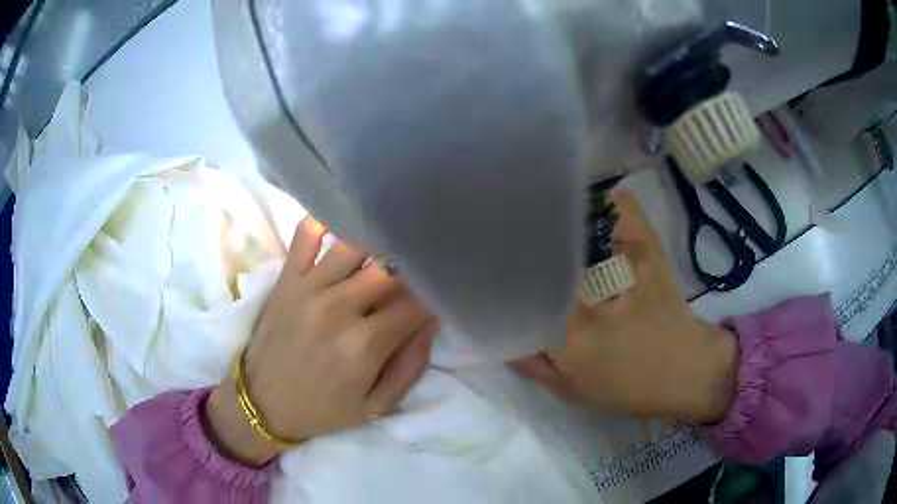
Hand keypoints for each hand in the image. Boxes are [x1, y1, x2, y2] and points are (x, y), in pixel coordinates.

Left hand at [204, 217, 437, 465]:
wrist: (262, 403)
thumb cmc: (323, 409)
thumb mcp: (376, 406)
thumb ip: (411, 366)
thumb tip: (432, 321)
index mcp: (364, 345)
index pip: (417, 302)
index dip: (436, 294)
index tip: (441, 294)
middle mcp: (338, 308)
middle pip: (391, 267)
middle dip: (412, 269)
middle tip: (417, 274)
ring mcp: (308, 287)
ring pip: (356, 243)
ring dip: (378, 246)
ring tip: (386, 254)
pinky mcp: (287, 277)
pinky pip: (307, 232)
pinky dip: (327, 222)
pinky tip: (342, 231)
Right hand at [510, 192, 737, 422]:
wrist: (688, 367)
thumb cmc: (630, 386)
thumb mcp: (572, 390)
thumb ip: (530, 364)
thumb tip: (500, 332)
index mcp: (571, 333)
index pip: (519, 289)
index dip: (501, 275)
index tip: (490, 270)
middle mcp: (593, 290)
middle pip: (542, 247)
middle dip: (521, 240)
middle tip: (509, 241)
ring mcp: (624, 260)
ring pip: (576, 218)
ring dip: (557, 216)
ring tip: (542, 218)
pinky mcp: (648, 246)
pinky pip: (620, 206)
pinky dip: (602, 200)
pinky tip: (590, 210)